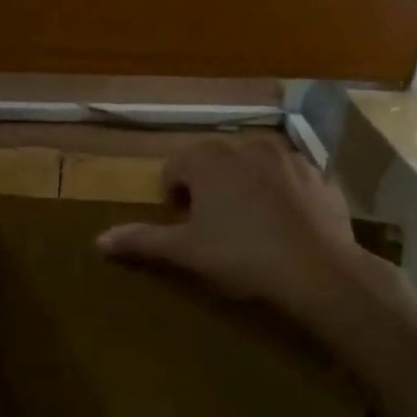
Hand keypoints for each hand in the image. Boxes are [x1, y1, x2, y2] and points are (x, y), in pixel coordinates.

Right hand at [97, 138, 374, 323]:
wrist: (319, 270)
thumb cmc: (241, 256)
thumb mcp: (185, 251)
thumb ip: (141, 241)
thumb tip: (97, 241)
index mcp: (209, 159)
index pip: (176, 166)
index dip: (174, 195)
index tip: (184, 223)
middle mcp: (246, 146)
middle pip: (213, 160)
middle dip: (207, 186)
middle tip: (212, 225)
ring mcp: (288, 157)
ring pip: (252, 164)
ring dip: (243, 184)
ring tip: (248, 223)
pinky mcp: (319, 175)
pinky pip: (287, 177)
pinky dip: (279, 192)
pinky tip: (284, 225)